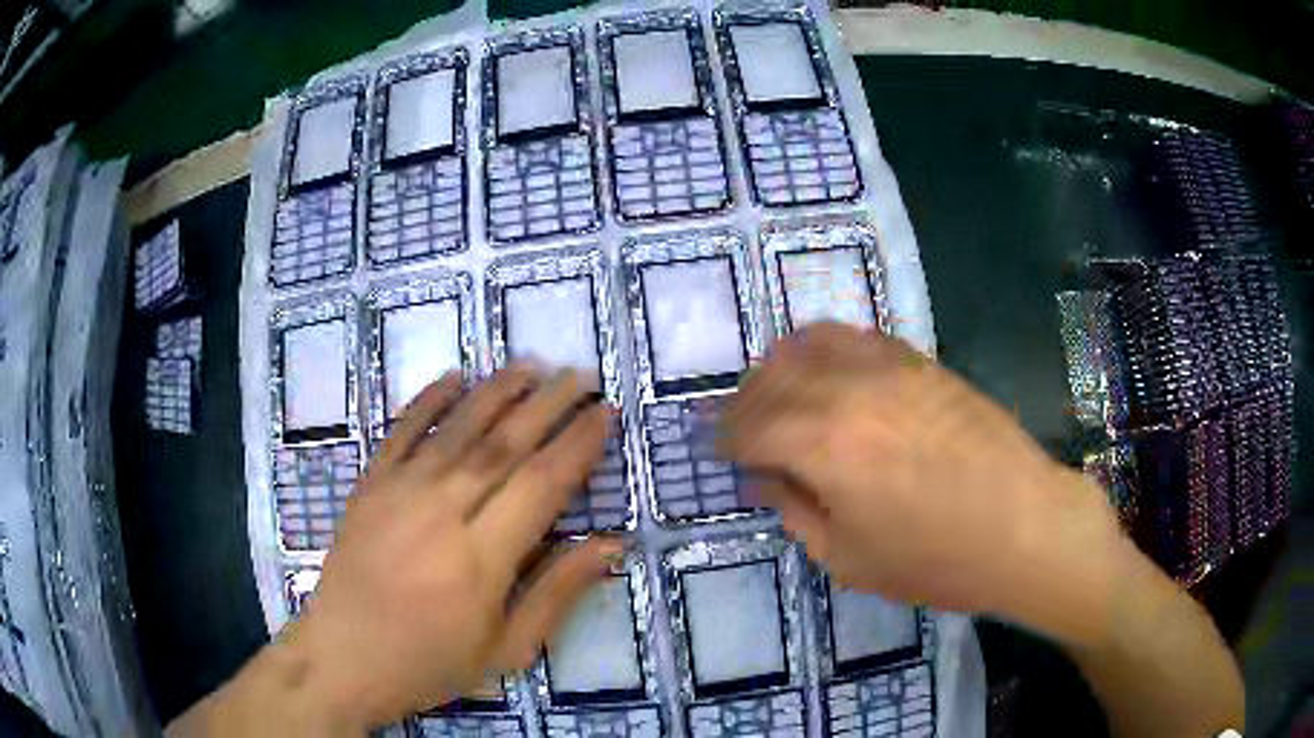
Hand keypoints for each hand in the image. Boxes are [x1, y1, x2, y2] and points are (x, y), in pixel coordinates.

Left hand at [270, 366, 619, 728]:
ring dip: (498, 391)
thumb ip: (558, 593)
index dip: (578, 444)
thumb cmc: (430, 663)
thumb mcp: (507, 650)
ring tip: (532, 365)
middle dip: (549, 404)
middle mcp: (443, 511)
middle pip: (505, 444)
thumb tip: (610, 544)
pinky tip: (455, 376)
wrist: (343, 657)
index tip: (605, 414)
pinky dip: (429, 399)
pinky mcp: (370, 485)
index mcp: (482, 558)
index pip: (542, 484)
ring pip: (458, 427)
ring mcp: (400, 492)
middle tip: (580, 376)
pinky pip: (402, 431)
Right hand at [718, 323, 1122, 634]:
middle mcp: (849, 390)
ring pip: (810, 343)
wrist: (1024, 526)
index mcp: (824, 445)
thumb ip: (797, 511)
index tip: (719, 453)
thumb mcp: (849, 559)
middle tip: (738, 428)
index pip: (750, 428)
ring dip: (778, 366)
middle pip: (773, 380)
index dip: (726, 442)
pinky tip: (826, 370)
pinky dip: (824, 346)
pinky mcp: (919, 361)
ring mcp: (888, 367)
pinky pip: (856, 336)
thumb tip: (768, 477)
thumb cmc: (936, 559)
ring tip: (773, 391)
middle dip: (744, 403)